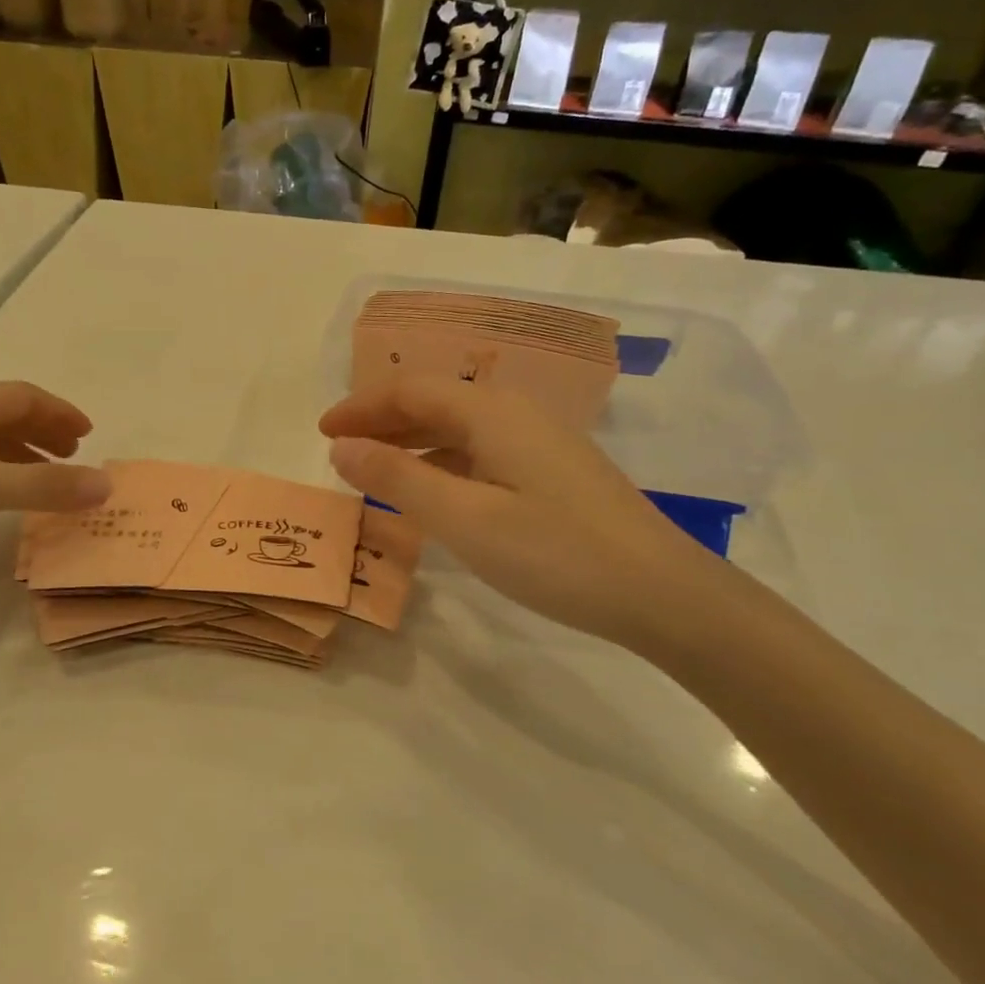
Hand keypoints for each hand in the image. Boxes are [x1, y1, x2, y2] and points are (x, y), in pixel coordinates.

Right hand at [320, 378, 726, 651]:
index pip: (411, 390)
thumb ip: (397, 478)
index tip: (321, 432)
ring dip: (411, 443)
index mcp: (492, 413)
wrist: (663, 593)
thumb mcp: (464, 519)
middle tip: (340, 451)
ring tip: (374, 470)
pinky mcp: (553, 473)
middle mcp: (516, 414)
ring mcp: (540, 443)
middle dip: (382, 421)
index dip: (361, 407)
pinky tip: (433, 493)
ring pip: (459, 428)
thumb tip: (341, 447)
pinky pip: (481, 453)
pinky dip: (442, 464)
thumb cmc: (556, 553)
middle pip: (435, 402)